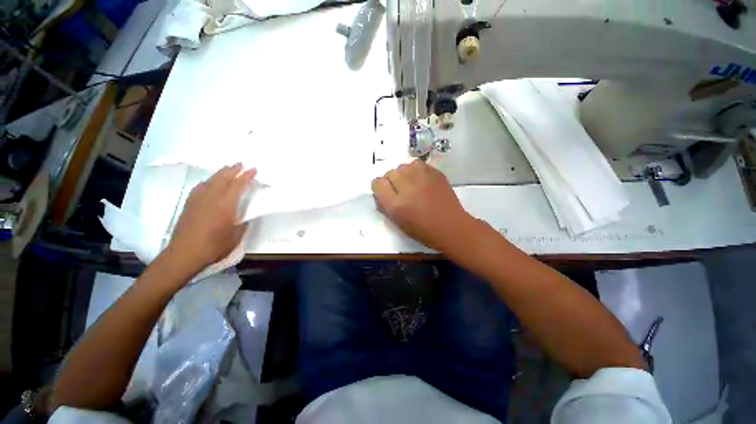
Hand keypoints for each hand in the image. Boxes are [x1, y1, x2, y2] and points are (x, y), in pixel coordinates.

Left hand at [166, 163, 255, 275]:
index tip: (254, 169)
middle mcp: (212, 198)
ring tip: (228, 169)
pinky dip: (208, 181)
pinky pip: (200, 187)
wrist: (184, 254)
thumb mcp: (236, 237)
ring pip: (211, 181)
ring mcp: (199, 200)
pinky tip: (209, 182)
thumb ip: (242, 223)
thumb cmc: (214, 247)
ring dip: (221, 173)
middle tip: (241, 164)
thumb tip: (245, 217)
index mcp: (226, 205)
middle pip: (223, 179)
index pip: (238, 185)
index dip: (246, 176)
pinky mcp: (190, 205)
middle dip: (233, 170)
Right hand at [371, 160, 474, 250]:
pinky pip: (418, 164)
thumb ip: (385, 206)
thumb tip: (380, 193)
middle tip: (399, 189)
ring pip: (403, 166)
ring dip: (403, 174)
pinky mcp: (435, 174)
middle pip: (390, 172)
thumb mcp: (398, 223)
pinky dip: (415, 170)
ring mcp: (423, 179)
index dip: (379, 187)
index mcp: (396, 205)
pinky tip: (420, 179)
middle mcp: (407, 189)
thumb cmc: (422, 230)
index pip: (377, 183)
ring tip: (410, 183)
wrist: (450, 227)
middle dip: (391, 180)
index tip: (385, 191)